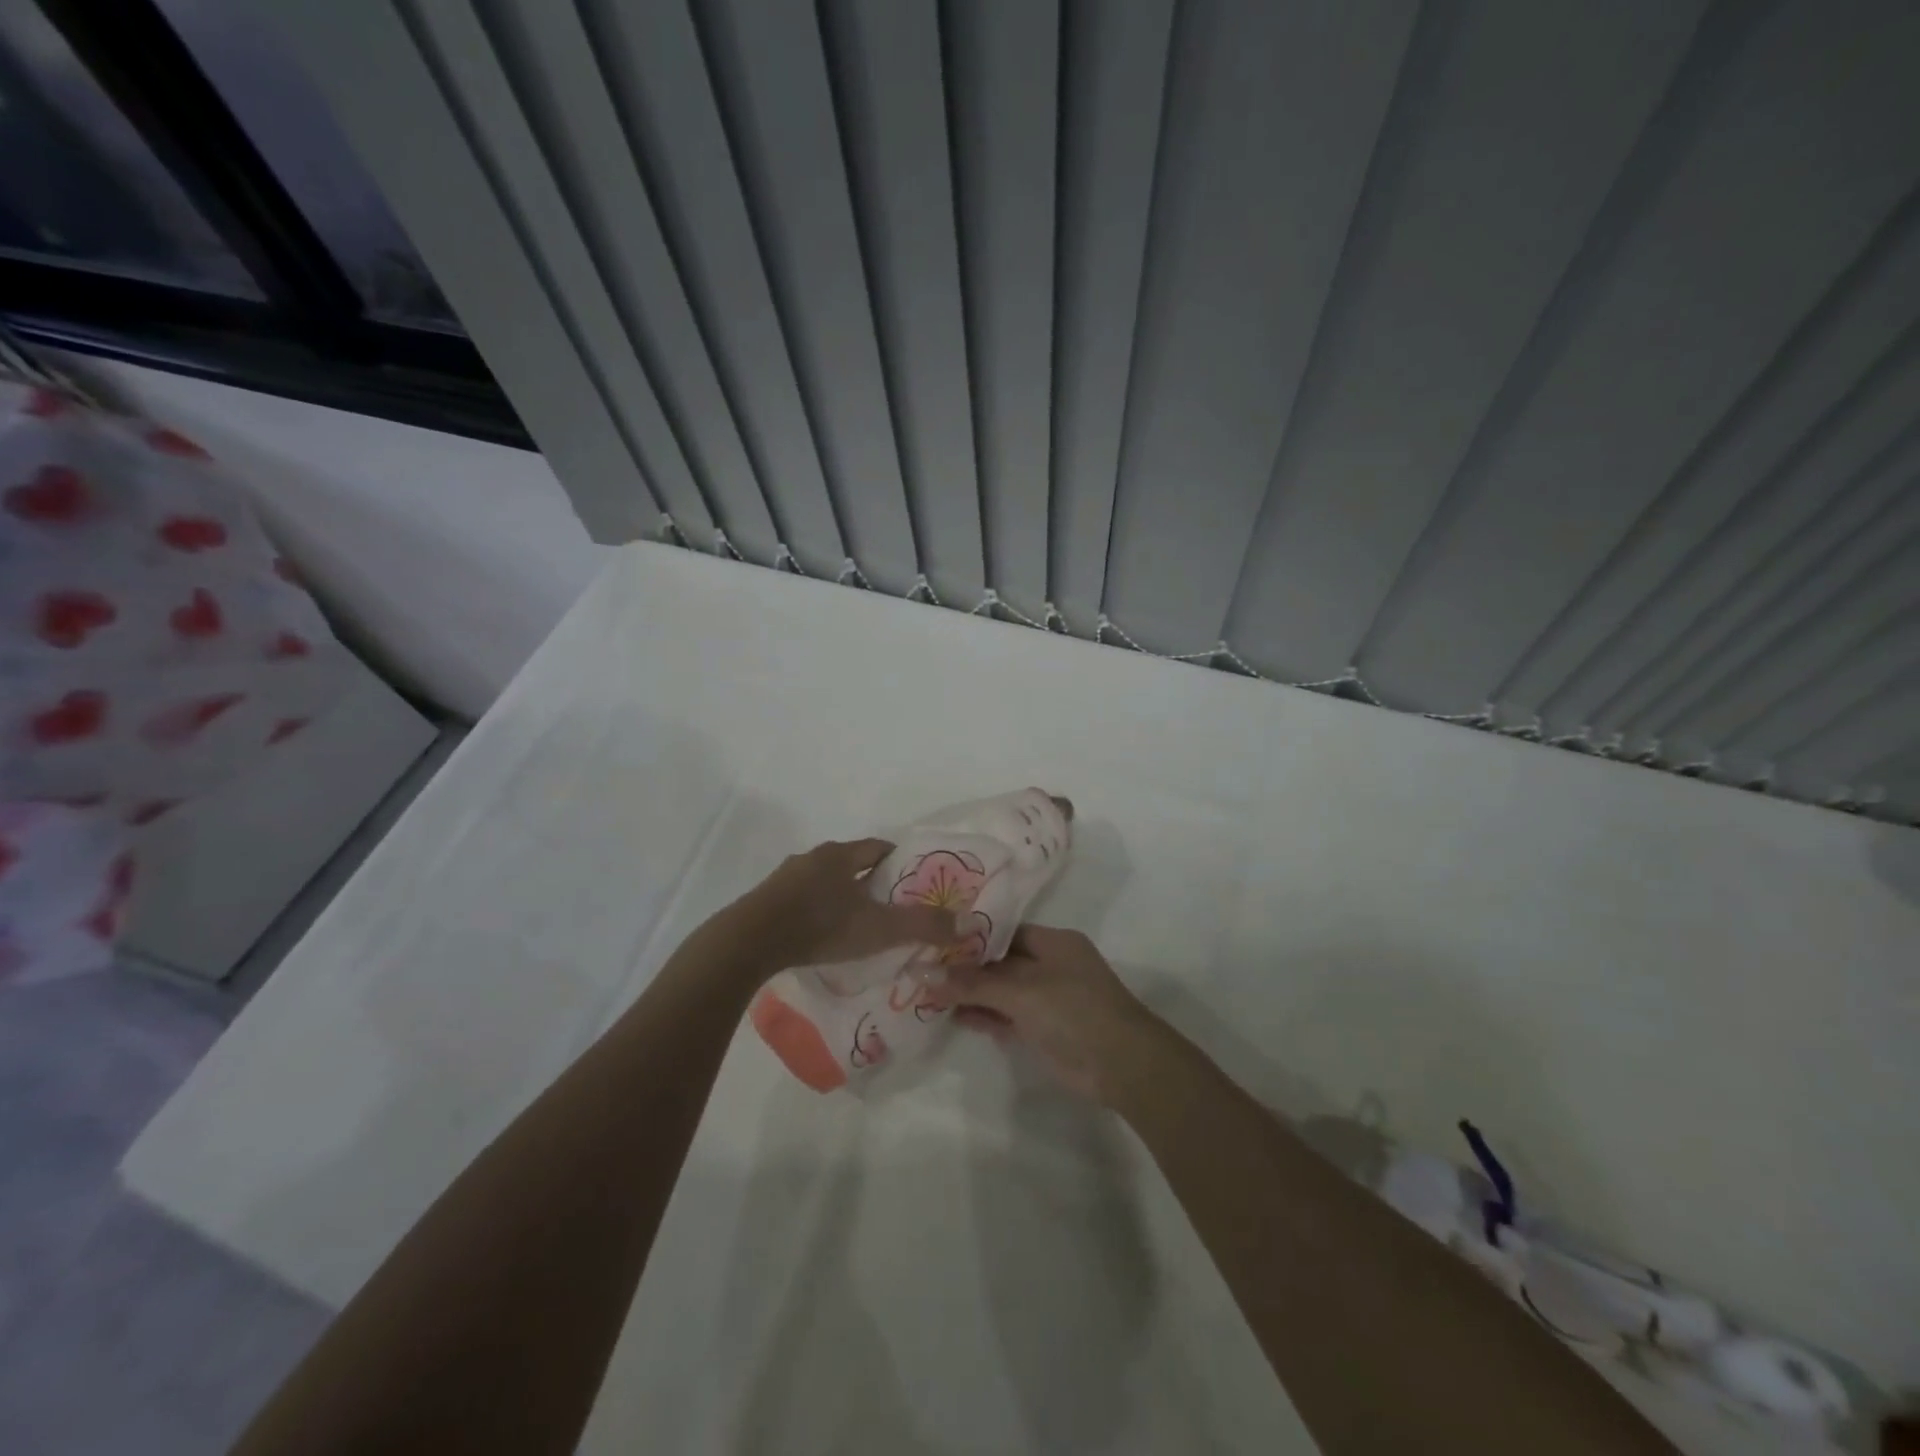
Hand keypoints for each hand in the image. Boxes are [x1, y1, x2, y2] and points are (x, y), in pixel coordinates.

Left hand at [731, 839, 955, 972]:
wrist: (750, 942)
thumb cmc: (821, 926)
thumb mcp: (879, 928)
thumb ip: (923, 926)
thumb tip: (967, 923)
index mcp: (841, 855)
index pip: (878, 848)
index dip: (898, 861)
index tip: (913, 880)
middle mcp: (813, 858)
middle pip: (850, 863)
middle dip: (870, 880)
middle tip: (889, 904)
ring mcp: (785, 878)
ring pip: (823, 880)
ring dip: (840, 895)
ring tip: (856, 922)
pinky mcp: (766, 900)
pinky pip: (800, 899)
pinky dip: (816, 910)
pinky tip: (820, 933)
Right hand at [925, 925, 1162, 1102]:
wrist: (1121, 1065)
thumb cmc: (1074, 1010)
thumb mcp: (1021, 991)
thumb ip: (972, 983)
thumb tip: (923, 972)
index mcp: (1053, 942)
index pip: (1003, 932)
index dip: (969, 937)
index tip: (932, 939)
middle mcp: (1050, 965)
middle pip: (999, 961)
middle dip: (965, 967)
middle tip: (921, 966)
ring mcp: (1047, 999)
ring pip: (1001, 990)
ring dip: (970, 993)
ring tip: (927, 991)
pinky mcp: (1043, 1029)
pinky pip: (1006, 1015)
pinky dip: (983, 1015)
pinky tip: (952, 1015)